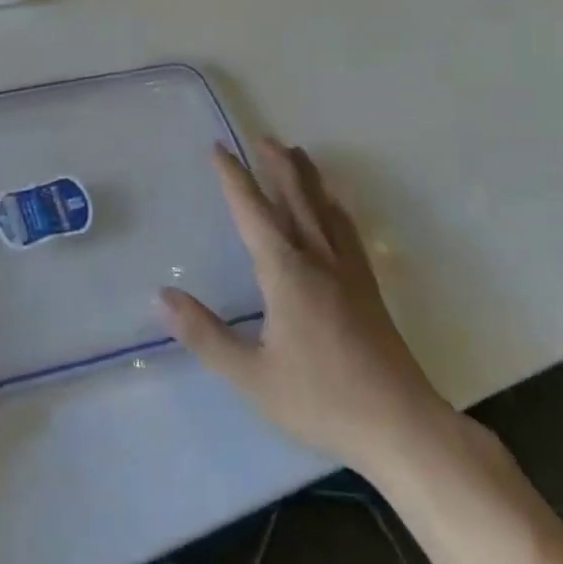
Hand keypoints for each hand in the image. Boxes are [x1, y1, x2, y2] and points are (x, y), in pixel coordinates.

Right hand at [159, 141, 452, 472]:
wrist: (401, 426)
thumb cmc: (320, 400)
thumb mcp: (252, 376)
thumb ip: (205, 334)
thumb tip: (162, 296)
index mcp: (285, 272)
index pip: (252, 212)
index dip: (233, 178)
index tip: (219, 148)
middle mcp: (317, 259)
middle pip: (294, 198)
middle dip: (276, 165)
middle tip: (262, 137)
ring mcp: (348, 271)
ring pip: (324, 209)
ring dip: (307, 177)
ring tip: (297, 153)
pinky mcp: (368, 287)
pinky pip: (348, 231)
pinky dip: (335, 207)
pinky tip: (336, 207)